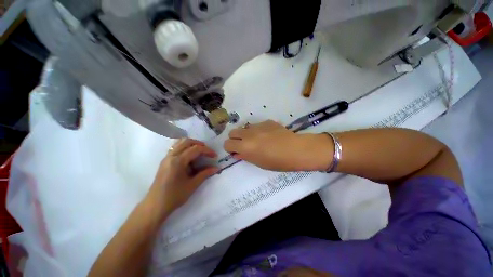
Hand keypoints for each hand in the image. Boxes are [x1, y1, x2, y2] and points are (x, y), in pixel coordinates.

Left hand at [145, 139, 218, 218]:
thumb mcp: (192, 185)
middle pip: (187, 141)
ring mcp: (166, 157)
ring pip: (179, 142)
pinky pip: (175, 147)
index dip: (207, 151)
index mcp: (178, 161)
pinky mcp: (164, 161)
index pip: (196, 149)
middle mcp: (171, 156)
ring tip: (199, 151)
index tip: (215, 156)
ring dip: (191, 144)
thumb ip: (205, 174)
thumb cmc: (174, 196)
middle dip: (199, 144)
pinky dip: (184, 147)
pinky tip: (189, 156)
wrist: (155, 205)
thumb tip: (217, 168)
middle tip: (207, 151)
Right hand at [224, 120, 333, 171]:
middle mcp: (248, 134)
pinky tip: (269, 135)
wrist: (296, 150)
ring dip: (247, 134)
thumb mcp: (258, 163)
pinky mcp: (267, 121)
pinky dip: (258, 130)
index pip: (227, 144)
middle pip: (233, 132)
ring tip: (258, 140)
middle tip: (244, 145)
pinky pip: (257, 125)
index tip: (236, 151)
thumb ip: (245, 156)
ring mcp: (258, 126)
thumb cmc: (277, 162)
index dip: (230, 148)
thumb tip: (237, 152)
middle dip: (235, 139)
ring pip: (245, 127)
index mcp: (245, 146)